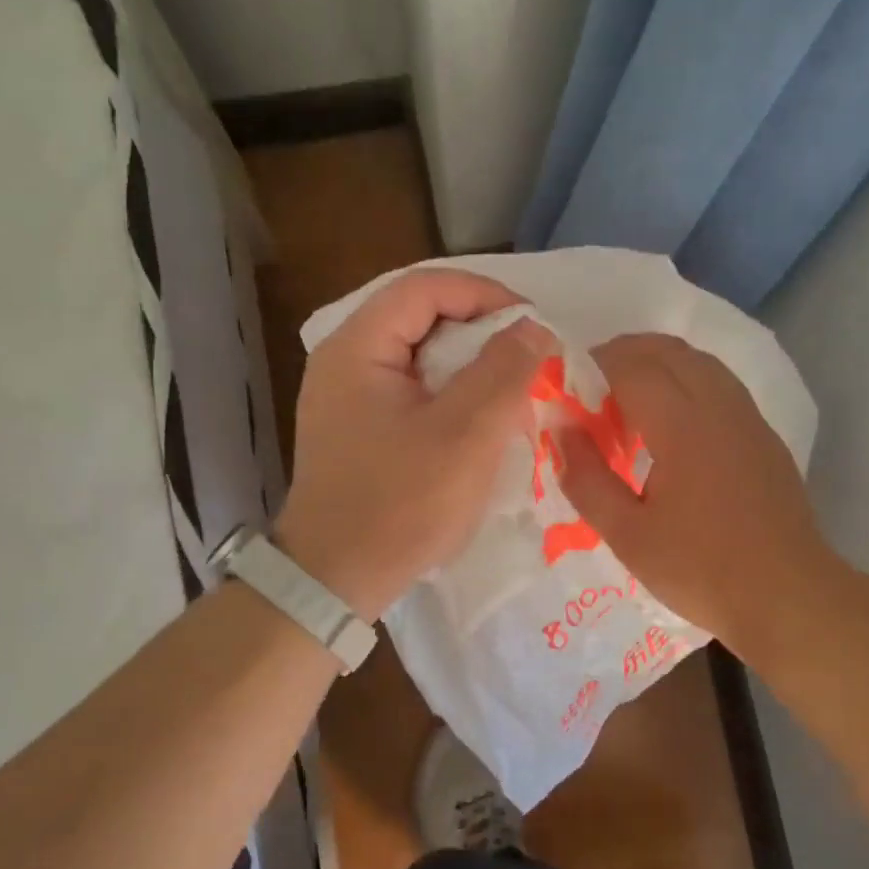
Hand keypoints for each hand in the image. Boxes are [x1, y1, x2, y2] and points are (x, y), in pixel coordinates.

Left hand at [275, 269, 555, 621]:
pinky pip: (410, 393)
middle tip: (525, 361)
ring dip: (467, 368)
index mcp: (358, 347)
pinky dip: (448, 397)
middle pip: (420, 319)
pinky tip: (477, 425)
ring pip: (418, 359)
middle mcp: (344, 361)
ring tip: (509, 393)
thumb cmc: (401, 504)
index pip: (426, 287)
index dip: (485, 295)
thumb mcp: (465, 435)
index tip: (532, 325)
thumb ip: (503, 371)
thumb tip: (533, 327)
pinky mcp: (356, 430)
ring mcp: (346, 398)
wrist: (335, 580)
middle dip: (480, 333)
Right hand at [560, 333, 827, 663]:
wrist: (787, 596)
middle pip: (668, 350)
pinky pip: (719, 384)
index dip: (593, 366)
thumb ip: (586, 478)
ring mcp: (748, 417)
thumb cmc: (700, 570)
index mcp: (684, 425)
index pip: (632, 366)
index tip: (566, 389)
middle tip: (590, 390)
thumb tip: (561, 430)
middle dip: (623, 355)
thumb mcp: (627, 534)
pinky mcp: (764, 435)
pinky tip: (670, 426)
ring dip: (657, 365)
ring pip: (698, 362)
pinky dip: (685, 383)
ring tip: (626, 404)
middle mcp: (720, 406)